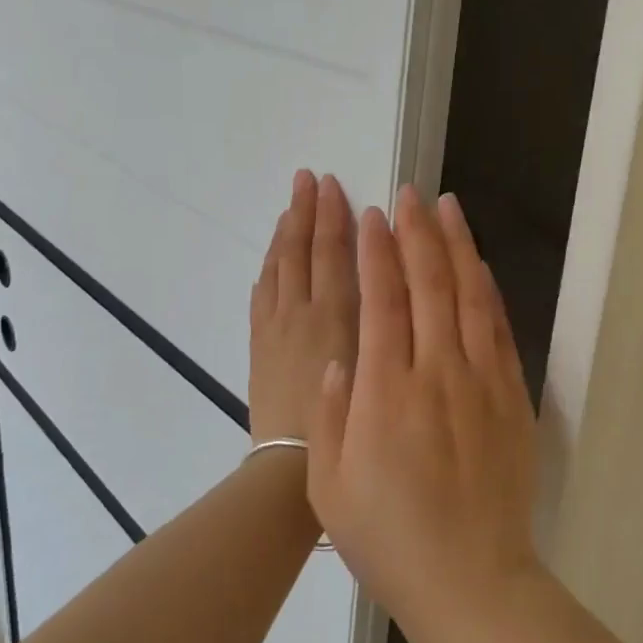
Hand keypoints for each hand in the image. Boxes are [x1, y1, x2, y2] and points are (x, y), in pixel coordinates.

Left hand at [248, 171, 358, 446]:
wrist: (288, 464)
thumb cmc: (345, 422)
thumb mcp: (375, 367)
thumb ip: (379, 319)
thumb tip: (384, 277)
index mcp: (334, 314)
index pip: (332, 252)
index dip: (332, 217)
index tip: (333, 186)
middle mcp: (301, 311)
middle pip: (301, 250)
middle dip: (306, 211)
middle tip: (308, 178)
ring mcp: (274, 326)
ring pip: (278, 267)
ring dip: (285, 233)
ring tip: (292, 204)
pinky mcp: (258, 345)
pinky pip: (261, 294)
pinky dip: (269, 269)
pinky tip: (273, 258)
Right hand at [307, 186, 539, 642]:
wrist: (471, 581)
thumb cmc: (389, 539)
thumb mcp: (330, 487)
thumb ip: (328, 416)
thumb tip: (338, 357)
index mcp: (385, 392)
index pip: (382, 302)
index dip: (377, 253)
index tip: (372, 217)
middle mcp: (436, 373)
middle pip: (428, 284)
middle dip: (416, 233)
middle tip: (409, 193)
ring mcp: (481, 382)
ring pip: (469, 296)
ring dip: (457, 246)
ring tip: (448, 207)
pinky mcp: (512, 397)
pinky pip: (500, 329)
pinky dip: (488, 290)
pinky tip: (480, 265)